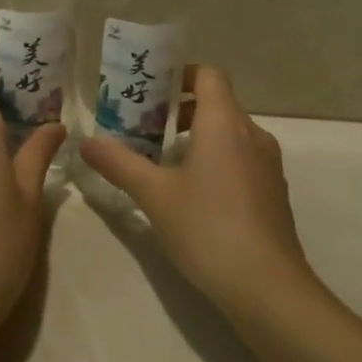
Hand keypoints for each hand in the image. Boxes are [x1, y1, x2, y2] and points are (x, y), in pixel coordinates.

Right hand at [80, 65, 315, 323]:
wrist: (268, 287)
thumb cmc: (208, 228)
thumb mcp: (154, 195)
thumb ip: (120, 163)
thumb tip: (87, 142)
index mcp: (224, 122)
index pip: (209, 75)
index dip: (182, 74)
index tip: (153, 90)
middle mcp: (252, 134)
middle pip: (218, 103)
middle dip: (182, 109)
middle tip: (148, 128)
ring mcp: (268, 164)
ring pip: (231, 133)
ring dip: (200, 137)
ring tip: (166, 162)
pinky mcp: (274, 192)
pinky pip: (243, 159)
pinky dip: (219, 160)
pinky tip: (196, 195)